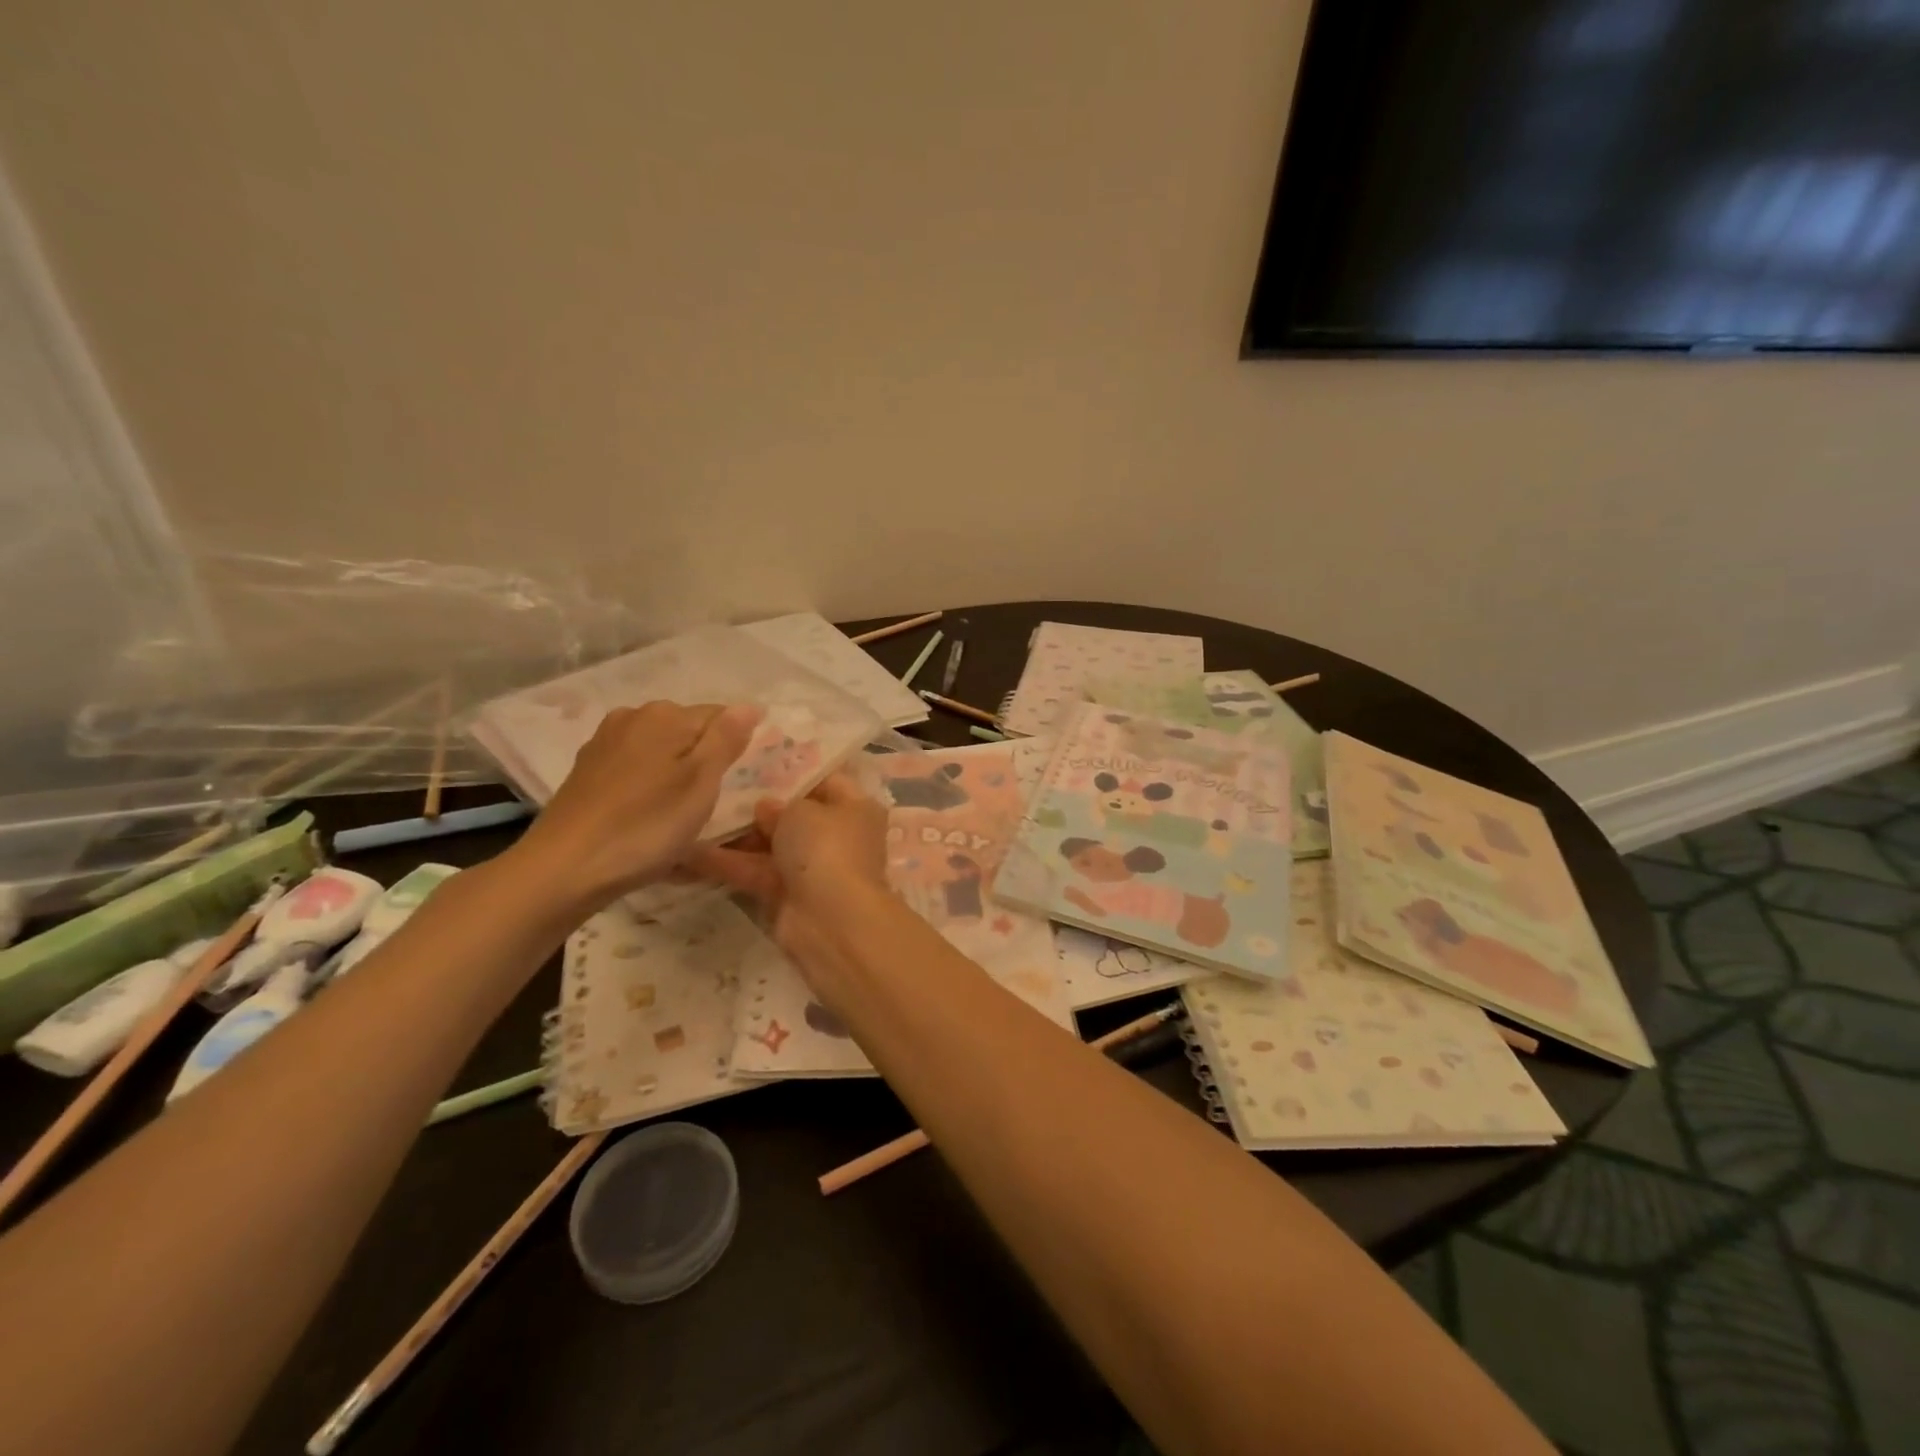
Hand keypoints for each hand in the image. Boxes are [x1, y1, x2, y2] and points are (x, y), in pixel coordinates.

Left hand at [510, 701, 760, 913]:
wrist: (564, 868)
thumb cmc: (646, 826)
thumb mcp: (701, 783)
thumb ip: (726, 739)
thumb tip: (748, 705)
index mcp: (667, 715)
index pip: (722, 716)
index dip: (735, 748)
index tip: (736, 784)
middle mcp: (633, 717)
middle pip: (688, 732)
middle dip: (704, 760)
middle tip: (709, 804)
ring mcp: (605, 743)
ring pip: (660, 751)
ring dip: (676, 774)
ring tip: (679, 815)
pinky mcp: (587, 771)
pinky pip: (636, 769)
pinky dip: (649, 787)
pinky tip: (646, 816)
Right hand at [690, 772, 895, 983]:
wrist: (831, 921)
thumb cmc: (826, 848)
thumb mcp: (801, 811)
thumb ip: (779, 804)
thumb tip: (765, 808)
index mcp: (855, 807)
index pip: (825, 781)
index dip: (792, 772)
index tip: (754, 762)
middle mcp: (837, 836)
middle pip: (794, 816)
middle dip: (757, 806)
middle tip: (715, 787)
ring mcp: (812, 868)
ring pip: (769, 846)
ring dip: (734, 836)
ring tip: (692, 815)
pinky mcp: (786, 896)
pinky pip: (754, 872)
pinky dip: (726, 863)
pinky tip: (685, 851)